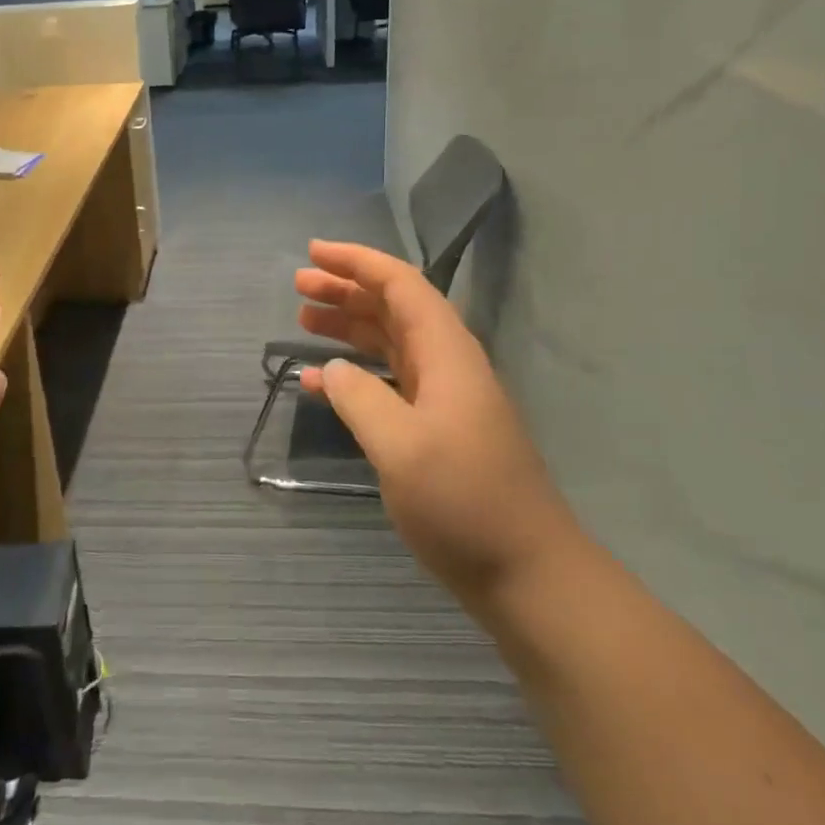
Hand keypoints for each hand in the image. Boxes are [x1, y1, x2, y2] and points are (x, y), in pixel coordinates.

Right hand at [295, 240, 581, 615]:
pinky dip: (353, 374)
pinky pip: (388, 383)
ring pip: (389, 342)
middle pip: (393, 307)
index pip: (400, 285)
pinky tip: (319, 382)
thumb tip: (331, 370)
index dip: (357, 261)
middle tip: (298, 284)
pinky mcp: (435, 428)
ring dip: (348, 326)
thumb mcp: (401, 447)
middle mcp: (446, 364)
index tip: (313, 252)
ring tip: (303, 318)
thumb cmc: (464, 502)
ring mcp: (442, 397)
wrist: (526, 573)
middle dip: (347, 288)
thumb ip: (360, 398)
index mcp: (446, 353)